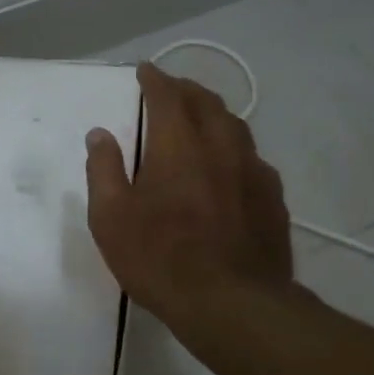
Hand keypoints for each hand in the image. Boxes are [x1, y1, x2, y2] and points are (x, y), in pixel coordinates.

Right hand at [84, 61, 293, 323]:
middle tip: (171, 90)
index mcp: (179, 145)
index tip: (145, 70)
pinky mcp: (273, 199)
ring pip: (236, 127)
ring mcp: (254, 171)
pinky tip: (230, 166)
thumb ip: (104, 170)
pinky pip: (253, 159)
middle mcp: (221, 147)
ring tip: (201, 119)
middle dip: (186, 90)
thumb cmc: (160, 259)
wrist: (232, 304)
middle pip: (207, 103)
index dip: (154, 79)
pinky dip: (235, 149)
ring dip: (215, 114)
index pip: (167, 96)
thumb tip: (100, 134)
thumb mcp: (111, 218)